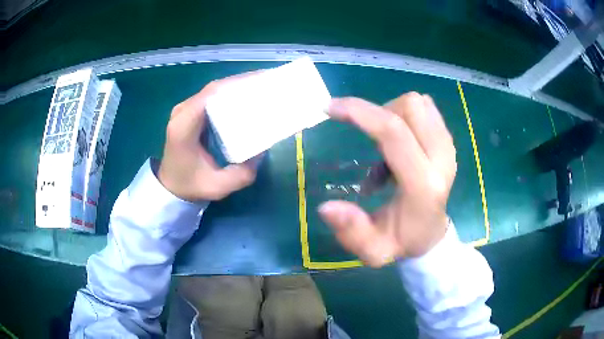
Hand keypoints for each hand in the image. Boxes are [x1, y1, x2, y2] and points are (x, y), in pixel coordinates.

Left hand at [158, 74, 258, 201]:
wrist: (170, 186)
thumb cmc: (191, 185)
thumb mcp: (218, 186)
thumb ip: (241, 174)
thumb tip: (261, 150)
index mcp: (184, 127)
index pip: (209, 96)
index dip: (235, 85)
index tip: (260, 82)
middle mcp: (182, 112)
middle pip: (213, 89)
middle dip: (241, 82)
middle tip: (267, 81)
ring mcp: (184, 110)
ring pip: (213, 90)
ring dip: (236, 86)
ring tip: (261, 85)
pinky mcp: (189, 112)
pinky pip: (211, 97)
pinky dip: (229, 93)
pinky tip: (245, 95)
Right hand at [319, 93, 456, 266]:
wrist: (432, 235)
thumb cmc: (401, 242)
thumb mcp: (372, 250)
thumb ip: (352, 231)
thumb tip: (325, 207)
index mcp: (423, 185)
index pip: (394, 132)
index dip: (360, 112)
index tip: (331, 109)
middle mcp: (442, 159)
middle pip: (409, 107)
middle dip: (379, 114)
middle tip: (369, 144)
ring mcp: (448, 147)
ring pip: (417, 104)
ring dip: (392, 117)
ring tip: (385, 151)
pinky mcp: (448, 141)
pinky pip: (425, 109)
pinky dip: (405, 118)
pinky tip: (401, 146)